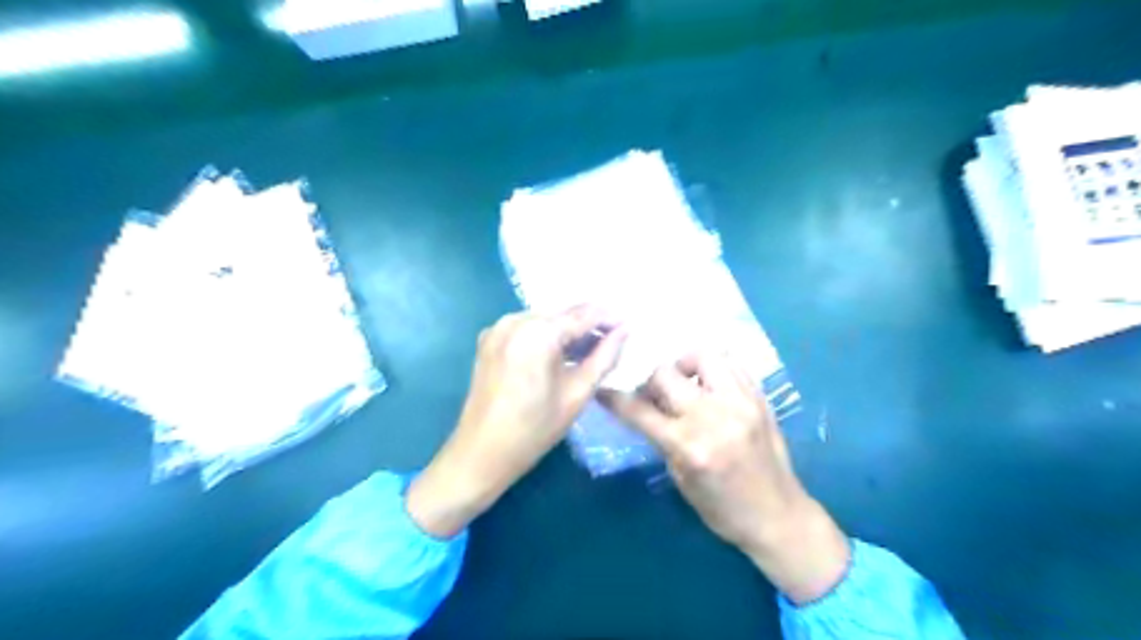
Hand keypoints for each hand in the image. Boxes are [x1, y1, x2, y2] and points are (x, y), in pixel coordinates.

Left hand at [408, 306, 627, 538]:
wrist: (480, 453)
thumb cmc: (534, 429)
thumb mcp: (576, 394)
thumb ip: (604, 358)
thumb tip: (624, 332)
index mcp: (538, 332)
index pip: (584, 314)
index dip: (610, 318)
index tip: (630, 327)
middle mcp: (515, 320)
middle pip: (563, 314)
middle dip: (590, 325)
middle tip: (614, 342)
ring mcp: (498, 328)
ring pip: (546, 320)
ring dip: (569, 332)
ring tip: (590, 352)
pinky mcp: (489, 339)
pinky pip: (527, 329)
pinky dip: (546, 337)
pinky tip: (560, 356)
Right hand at [602, 355, 850, 605]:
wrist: (778, 515)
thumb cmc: (723, 509)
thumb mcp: (681, 479)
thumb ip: (662, 438)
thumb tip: (646, 407)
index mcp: (690, 446)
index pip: (640, 411)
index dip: (616, 399)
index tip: (604, 391)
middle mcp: (715, 416)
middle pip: (666, 374)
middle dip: (650, 381)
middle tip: (653, 394)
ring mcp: (741, 402)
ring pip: (703, 355)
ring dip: (684, 364)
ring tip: (684, 380)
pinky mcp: (760, 397)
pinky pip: (732, 363)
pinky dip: (713, 367)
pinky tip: (709, 383)